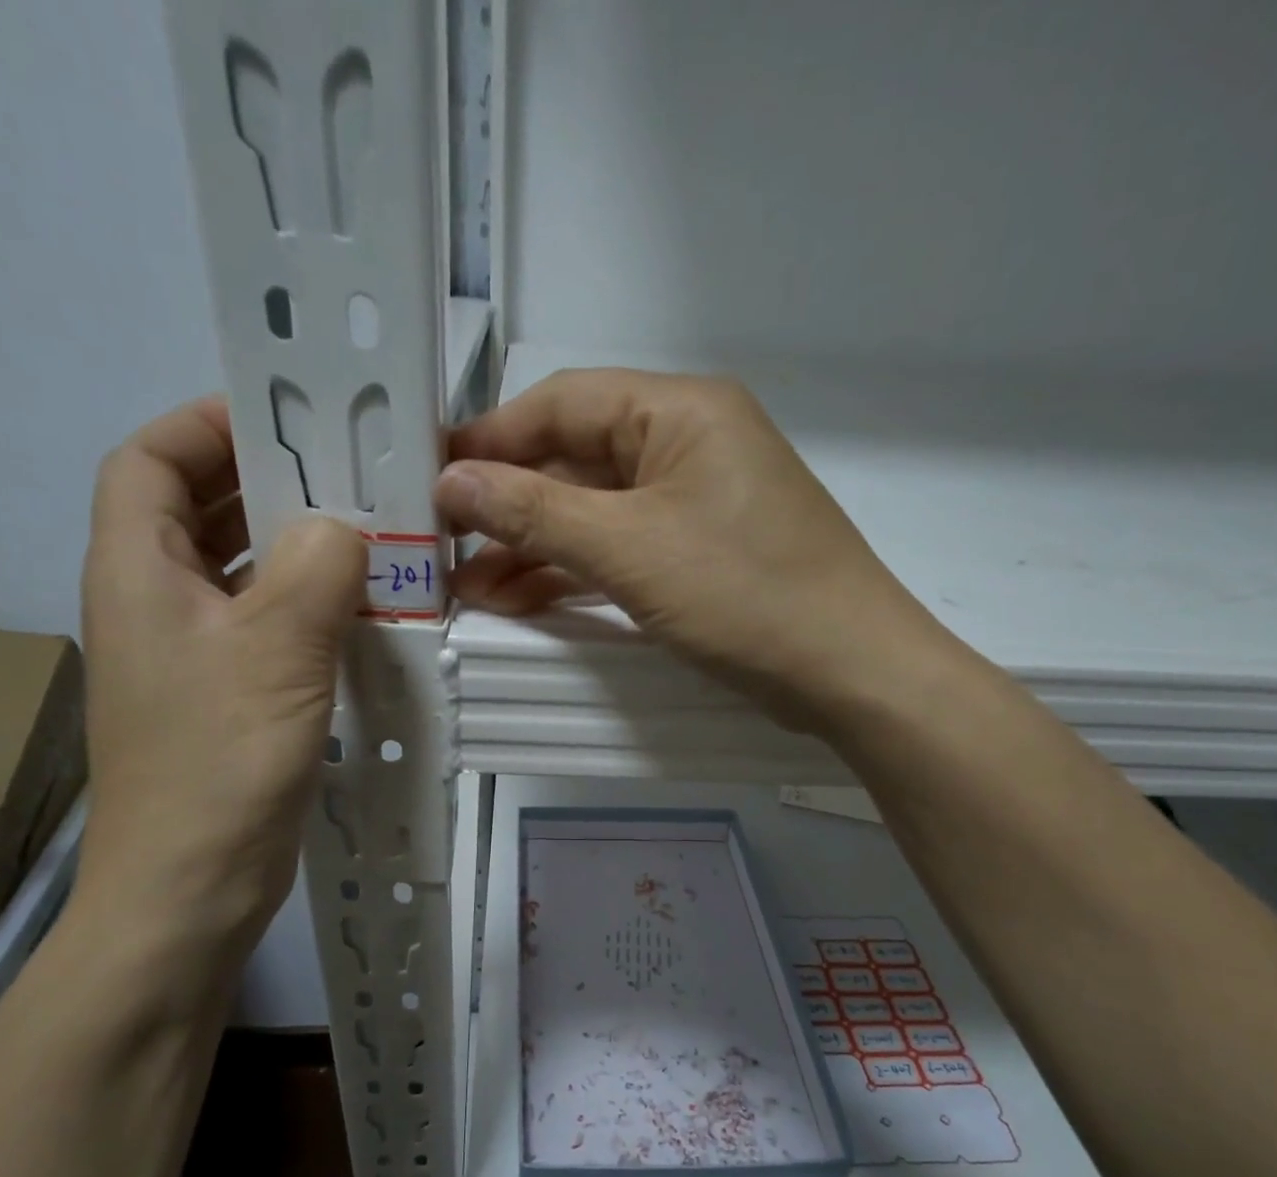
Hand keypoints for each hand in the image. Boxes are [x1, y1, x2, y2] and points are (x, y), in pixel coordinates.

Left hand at [78, 397, 364, 957]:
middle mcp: (155, 604)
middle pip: (197, 510)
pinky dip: (308, 605)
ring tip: (368, 534)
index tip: (284, 419)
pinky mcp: (226, 697)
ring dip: (294, 546)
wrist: (192, 888)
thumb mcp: (275, 652)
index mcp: (139, 573)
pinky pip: (265, 624)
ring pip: (238, 571)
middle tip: (348, 473)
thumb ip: (315, 570)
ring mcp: (191, 655)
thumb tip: (343, 527)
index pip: (149, 461)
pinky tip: (363, 611)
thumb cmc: (219, 764)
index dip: (204, 425)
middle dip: (266, 481)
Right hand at [438, 368, 951, 731]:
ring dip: (533, 548)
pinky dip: (573, 572)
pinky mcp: (696, 552)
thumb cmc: (744, 593)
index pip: (561, 404)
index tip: (428, 481)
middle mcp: (684, 444)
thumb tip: (449, 482)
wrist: (848, 672)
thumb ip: (534, 513)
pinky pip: (619, 549)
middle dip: (507, 506)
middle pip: (573, 461)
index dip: (491, 441)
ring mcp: (692, 502)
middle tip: (440, 547)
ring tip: (469, 588)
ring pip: (592, 513)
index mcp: (677, 411)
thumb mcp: (628, 549)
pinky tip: (520, 600)